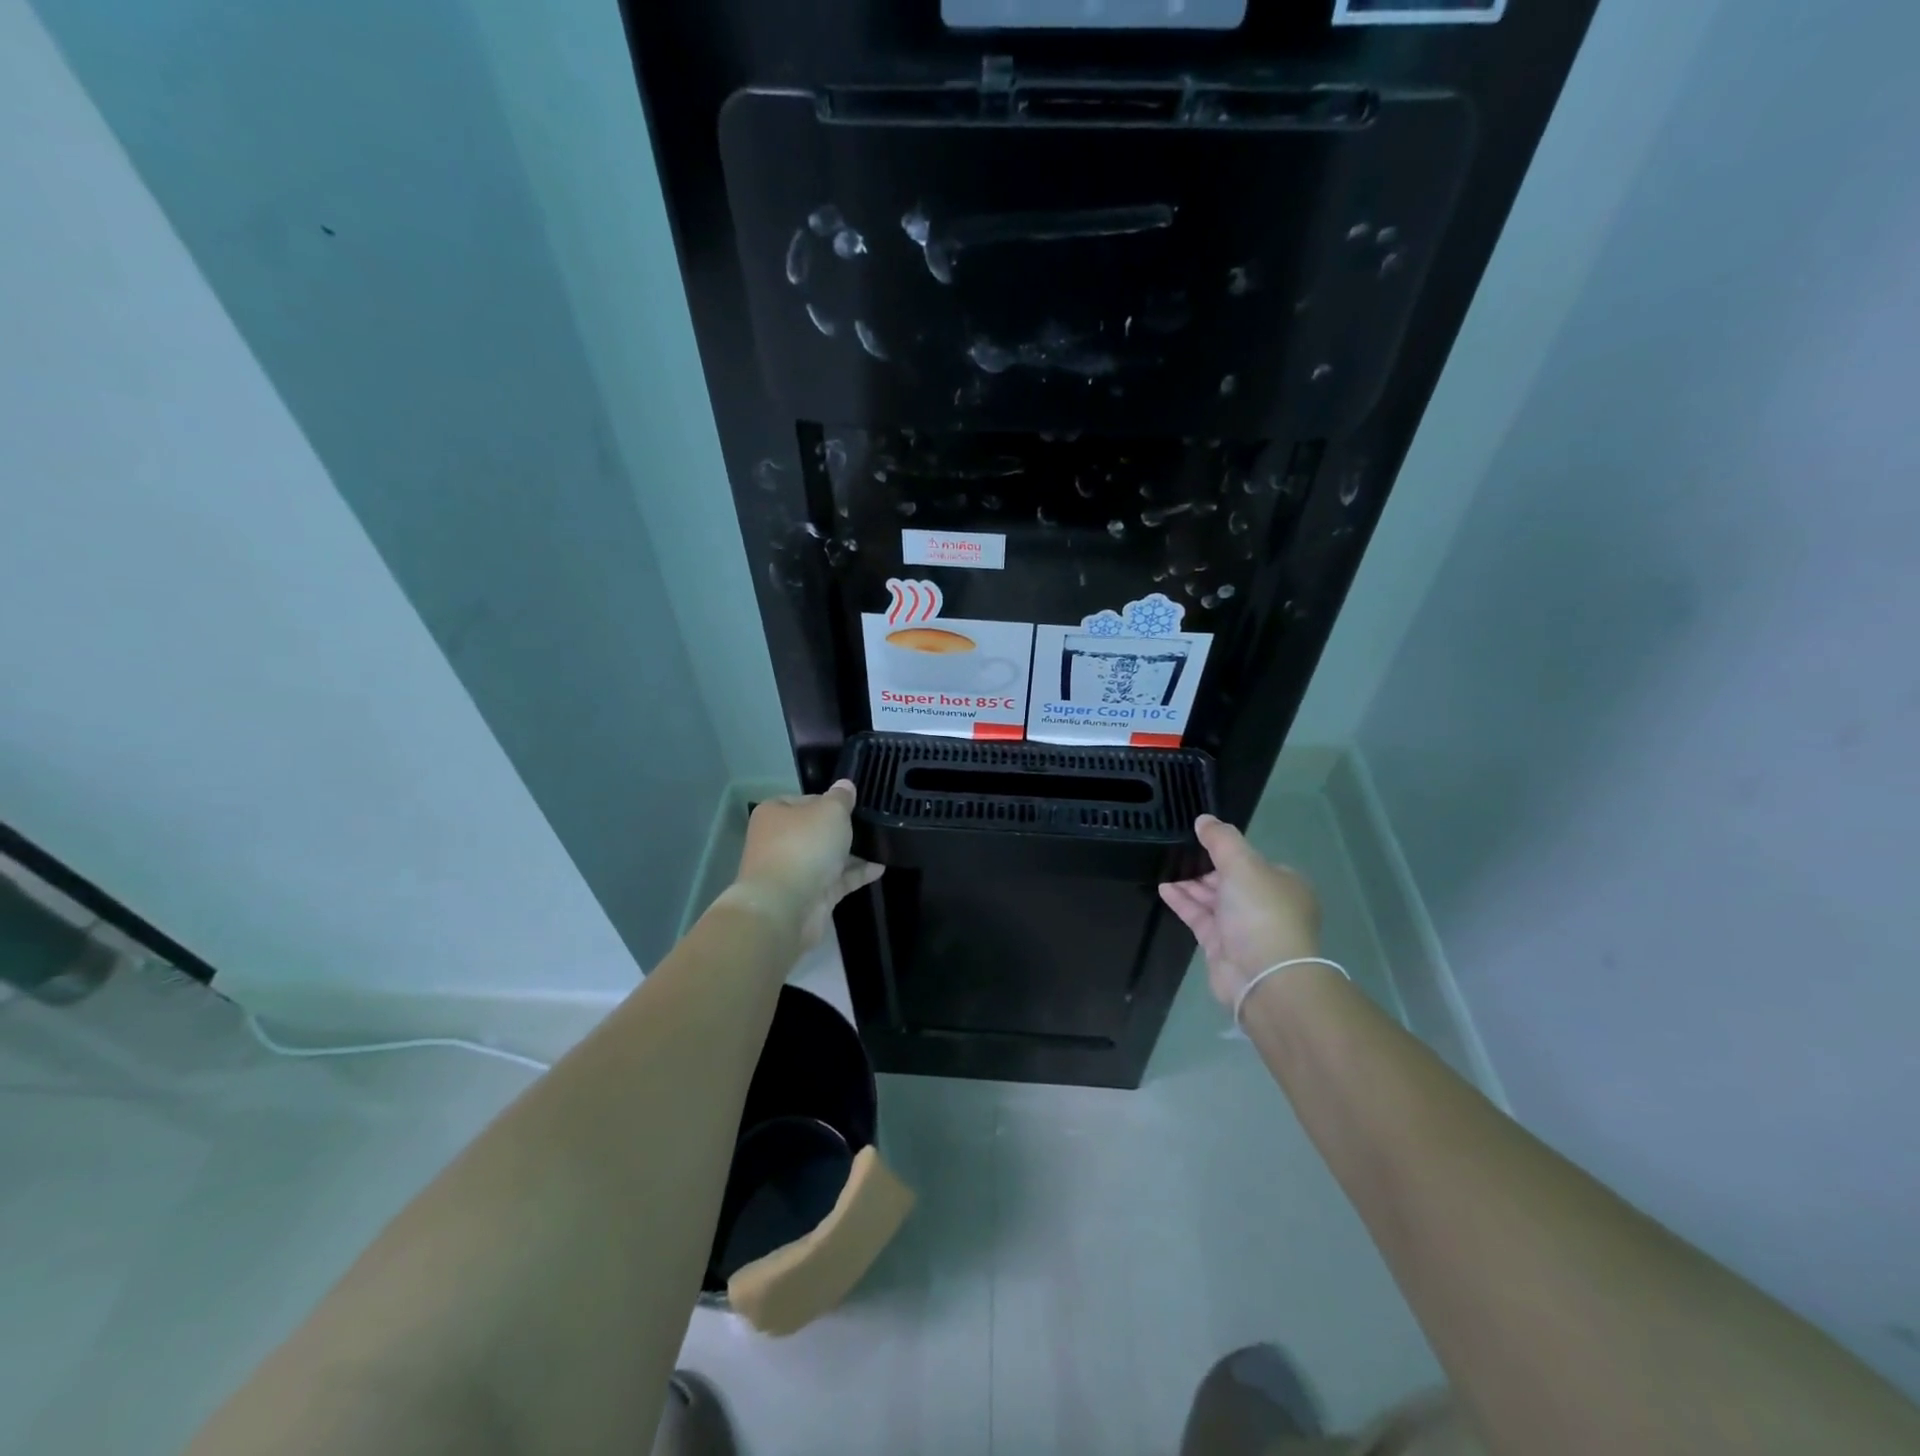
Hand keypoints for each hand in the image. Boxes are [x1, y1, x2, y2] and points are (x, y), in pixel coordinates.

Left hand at [730, 780, 883, 948]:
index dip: (829, 800)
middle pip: (815, 830)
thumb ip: (841, 798)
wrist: (785, 907)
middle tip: (871, 824)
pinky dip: (856, 874)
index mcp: (775, 814)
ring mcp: (793, 871)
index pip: (805, 800)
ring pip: (826, 857)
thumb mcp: (830, 811)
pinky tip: (880, 868)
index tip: (853, 805)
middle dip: (840, 830)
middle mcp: (779, 841)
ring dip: (851, 853)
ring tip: (882, 845)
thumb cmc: (804, 846)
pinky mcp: (809, 896)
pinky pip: (836, 880)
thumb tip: (845, 785)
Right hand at [1159, 815, 1321, 1010]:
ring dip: (1189, 883)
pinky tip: (1163, 888)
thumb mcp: (1244, 865)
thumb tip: (1204, 819)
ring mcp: (1243, 927)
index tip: (1199, 839)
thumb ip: (1221, 840)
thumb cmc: (1261, 913)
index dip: (1226, 850)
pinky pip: (1199, 916)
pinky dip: (1183, 901)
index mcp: (1282, 883)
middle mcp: (1265, 904)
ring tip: (1163, 865)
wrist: (1264, 976)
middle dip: (1203, 866)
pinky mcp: (1221, 945)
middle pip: (1229, 879)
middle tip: (1175, 851)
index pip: (1251, 861)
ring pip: (1212, 898)